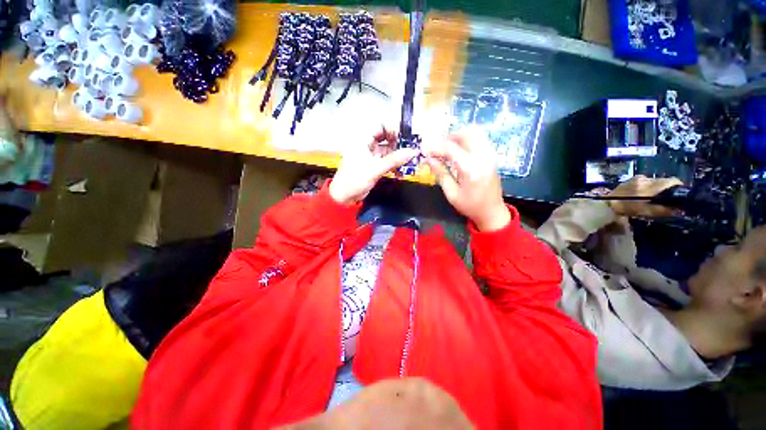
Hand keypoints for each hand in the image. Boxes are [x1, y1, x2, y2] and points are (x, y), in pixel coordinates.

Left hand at [329, 127, 417, 204]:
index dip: (394, 129)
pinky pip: (387, 161)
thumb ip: (395, 160)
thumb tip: (413, 151)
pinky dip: (394, 166)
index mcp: (363, 139)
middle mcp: (367, 144)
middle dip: (399, 144)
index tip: (406, 137)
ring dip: (398, 157)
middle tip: (410, 151)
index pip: (381, 125)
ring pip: (388, 151)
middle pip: (387, 138)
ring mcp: (371, 155)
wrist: (344, 197)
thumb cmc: (355, 179)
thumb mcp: (376, 168)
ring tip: (409, 163)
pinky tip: (400, 173)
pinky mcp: (374, 165)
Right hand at [424, 128, 510, 231]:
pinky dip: (466, 141)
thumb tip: (429, 159)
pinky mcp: (492, 156)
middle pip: (466, 133)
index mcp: (471, 169)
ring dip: (458, 137)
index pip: (451, 148)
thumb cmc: (470, 206)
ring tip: (446, 149)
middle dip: (449, 137)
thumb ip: (440, 173)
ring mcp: (490, 155)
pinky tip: (458, 152)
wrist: (492, 212)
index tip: (424, 150)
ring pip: (475, 133)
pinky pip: (479, 140)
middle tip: (437, 148)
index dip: (435, 147)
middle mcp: (483, 157)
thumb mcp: (451, 193)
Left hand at [606, 175, 683, 217]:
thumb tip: (679, 210)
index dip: (679, 186)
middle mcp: (646, 179)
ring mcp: (638, 178)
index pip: (671, 181)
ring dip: (658, 187)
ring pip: (655, 180)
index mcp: (650, 186)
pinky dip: (649, 185)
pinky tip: (646, 193)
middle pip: (664, 180)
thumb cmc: (628, 209)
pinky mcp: (632, 178)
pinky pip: (646, 180)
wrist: (608, 204)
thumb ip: (664, 210)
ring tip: (656, 196)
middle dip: (668, 188)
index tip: (681, 193)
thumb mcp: (647, 212)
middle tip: (669, 197)